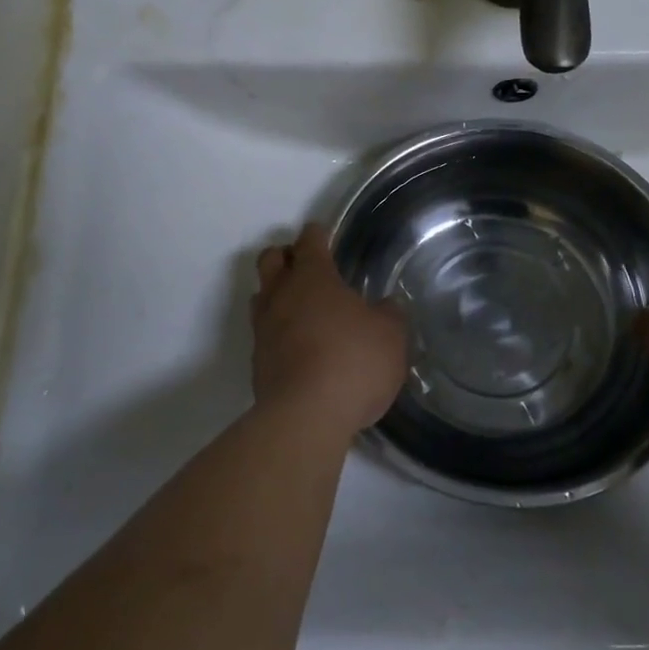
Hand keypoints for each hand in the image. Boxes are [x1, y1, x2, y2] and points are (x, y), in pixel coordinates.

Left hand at [251, 223, 408, 434]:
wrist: (305, 416)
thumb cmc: (353, 362)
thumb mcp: (391, 336)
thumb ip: (389, 314)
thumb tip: (386, 305)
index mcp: (313, 277)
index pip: (309, 241)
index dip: (317, 234)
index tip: (322, 233)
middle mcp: (281, 295)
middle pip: (270, 259)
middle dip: (285, 256)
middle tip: (305, 265)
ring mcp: (263, 329)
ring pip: (261, 296)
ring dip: (276, 293)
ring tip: (299, 306)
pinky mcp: (257, 362)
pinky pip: (263, 333)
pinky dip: (277, 331)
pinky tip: (298, 345)